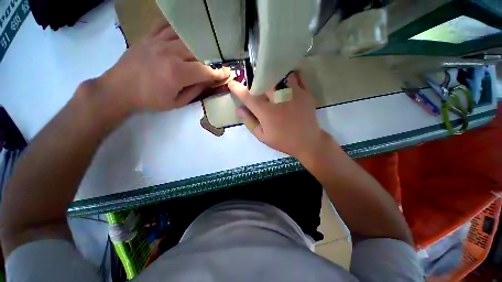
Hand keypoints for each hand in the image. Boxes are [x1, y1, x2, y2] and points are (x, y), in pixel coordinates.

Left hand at [96, 24, 229, 112]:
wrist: (119, 89)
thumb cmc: (150, 100)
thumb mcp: (177, 103)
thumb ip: (195, 91)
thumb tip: (209, 82)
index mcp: (177, 73)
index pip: (205, 70)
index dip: (218, 73)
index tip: (227, 73)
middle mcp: (170, 53)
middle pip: (198, 50)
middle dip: (210, 58)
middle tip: (215, 63)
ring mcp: (158, 42)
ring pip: (185, 36)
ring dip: (197, 44)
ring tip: (203, 49)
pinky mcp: (148, 37)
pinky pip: (166, 25)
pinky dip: (178, 28)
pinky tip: (184, 34)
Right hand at [228, 72, 330, 159]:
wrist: (307, 142)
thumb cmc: (283, 141)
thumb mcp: (263, 136)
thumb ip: (250, 122)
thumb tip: (238, 109)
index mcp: (267, 113)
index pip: (248, 96)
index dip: (238, 89)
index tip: (232, 83)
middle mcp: (279, 100)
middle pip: (263, 81)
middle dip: (255, 80)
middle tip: (254, 84)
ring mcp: (294, 94)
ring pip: (280, 74)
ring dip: (272, 75)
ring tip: (270, 81)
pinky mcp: (306, 93)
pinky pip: (297, 76)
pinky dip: (289, 75)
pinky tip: (286, 81)